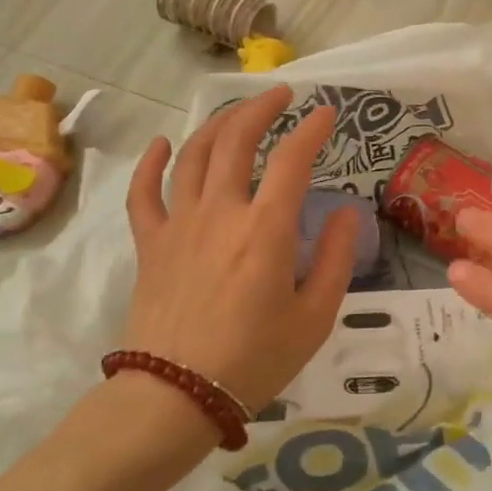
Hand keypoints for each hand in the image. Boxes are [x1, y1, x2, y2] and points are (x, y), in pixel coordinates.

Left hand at [123, 88, 359, 411]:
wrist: (176, 396)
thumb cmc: (255, 359)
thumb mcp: (316, 316)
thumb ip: (337, 258)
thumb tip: (348, 212)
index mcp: (266, 230)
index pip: (293, 160)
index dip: (312, 129)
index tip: (326, 113)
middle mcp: (221, 212)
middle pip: (237, 140)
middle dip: (261, 107)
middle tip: (282, 94)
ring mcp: (179, 224)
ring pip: (194, 154)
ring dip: (218, 124)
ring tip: (239, 112)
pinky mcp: (151, 243)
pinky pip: (143, 192)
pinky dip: (152, 163)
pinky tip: (162, 145)